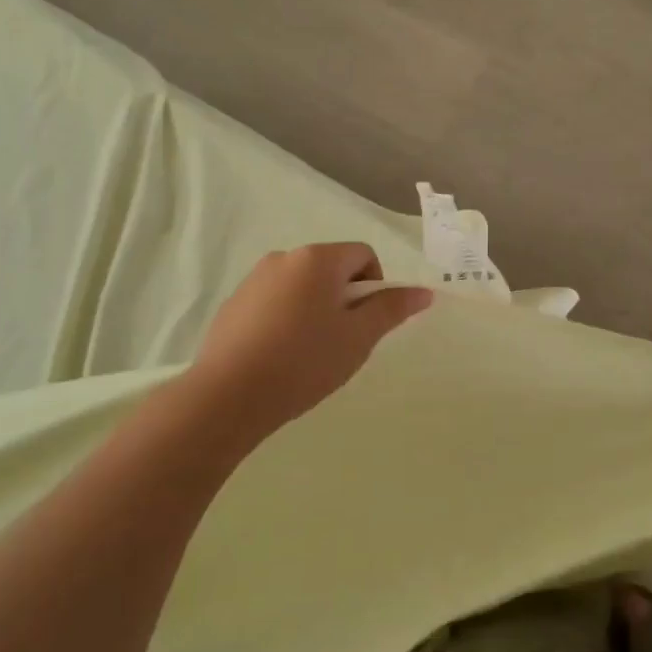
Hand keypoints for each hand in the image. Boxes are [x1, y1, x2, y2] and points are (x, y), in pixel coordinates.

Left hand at [191, 243, 432, 439]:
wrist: (228, 396)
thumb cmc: (304, 361)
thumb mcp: (358, 337)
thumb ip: (392, 309)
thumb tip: (423, 291)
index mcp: (317, 259)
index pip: (363, 254)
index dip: (375, 286)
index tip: (366, 324)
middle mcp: (284, 258)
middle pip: (332, 268)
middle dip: (345, 299)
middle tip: (342, 341)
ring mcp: (254, 280)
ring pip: (302, 286)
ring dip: (316, 309)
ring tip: (310, 353)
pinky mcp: (234, 304)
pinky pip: (275, 302)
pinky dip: (287, 319)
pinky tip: (280, 356)